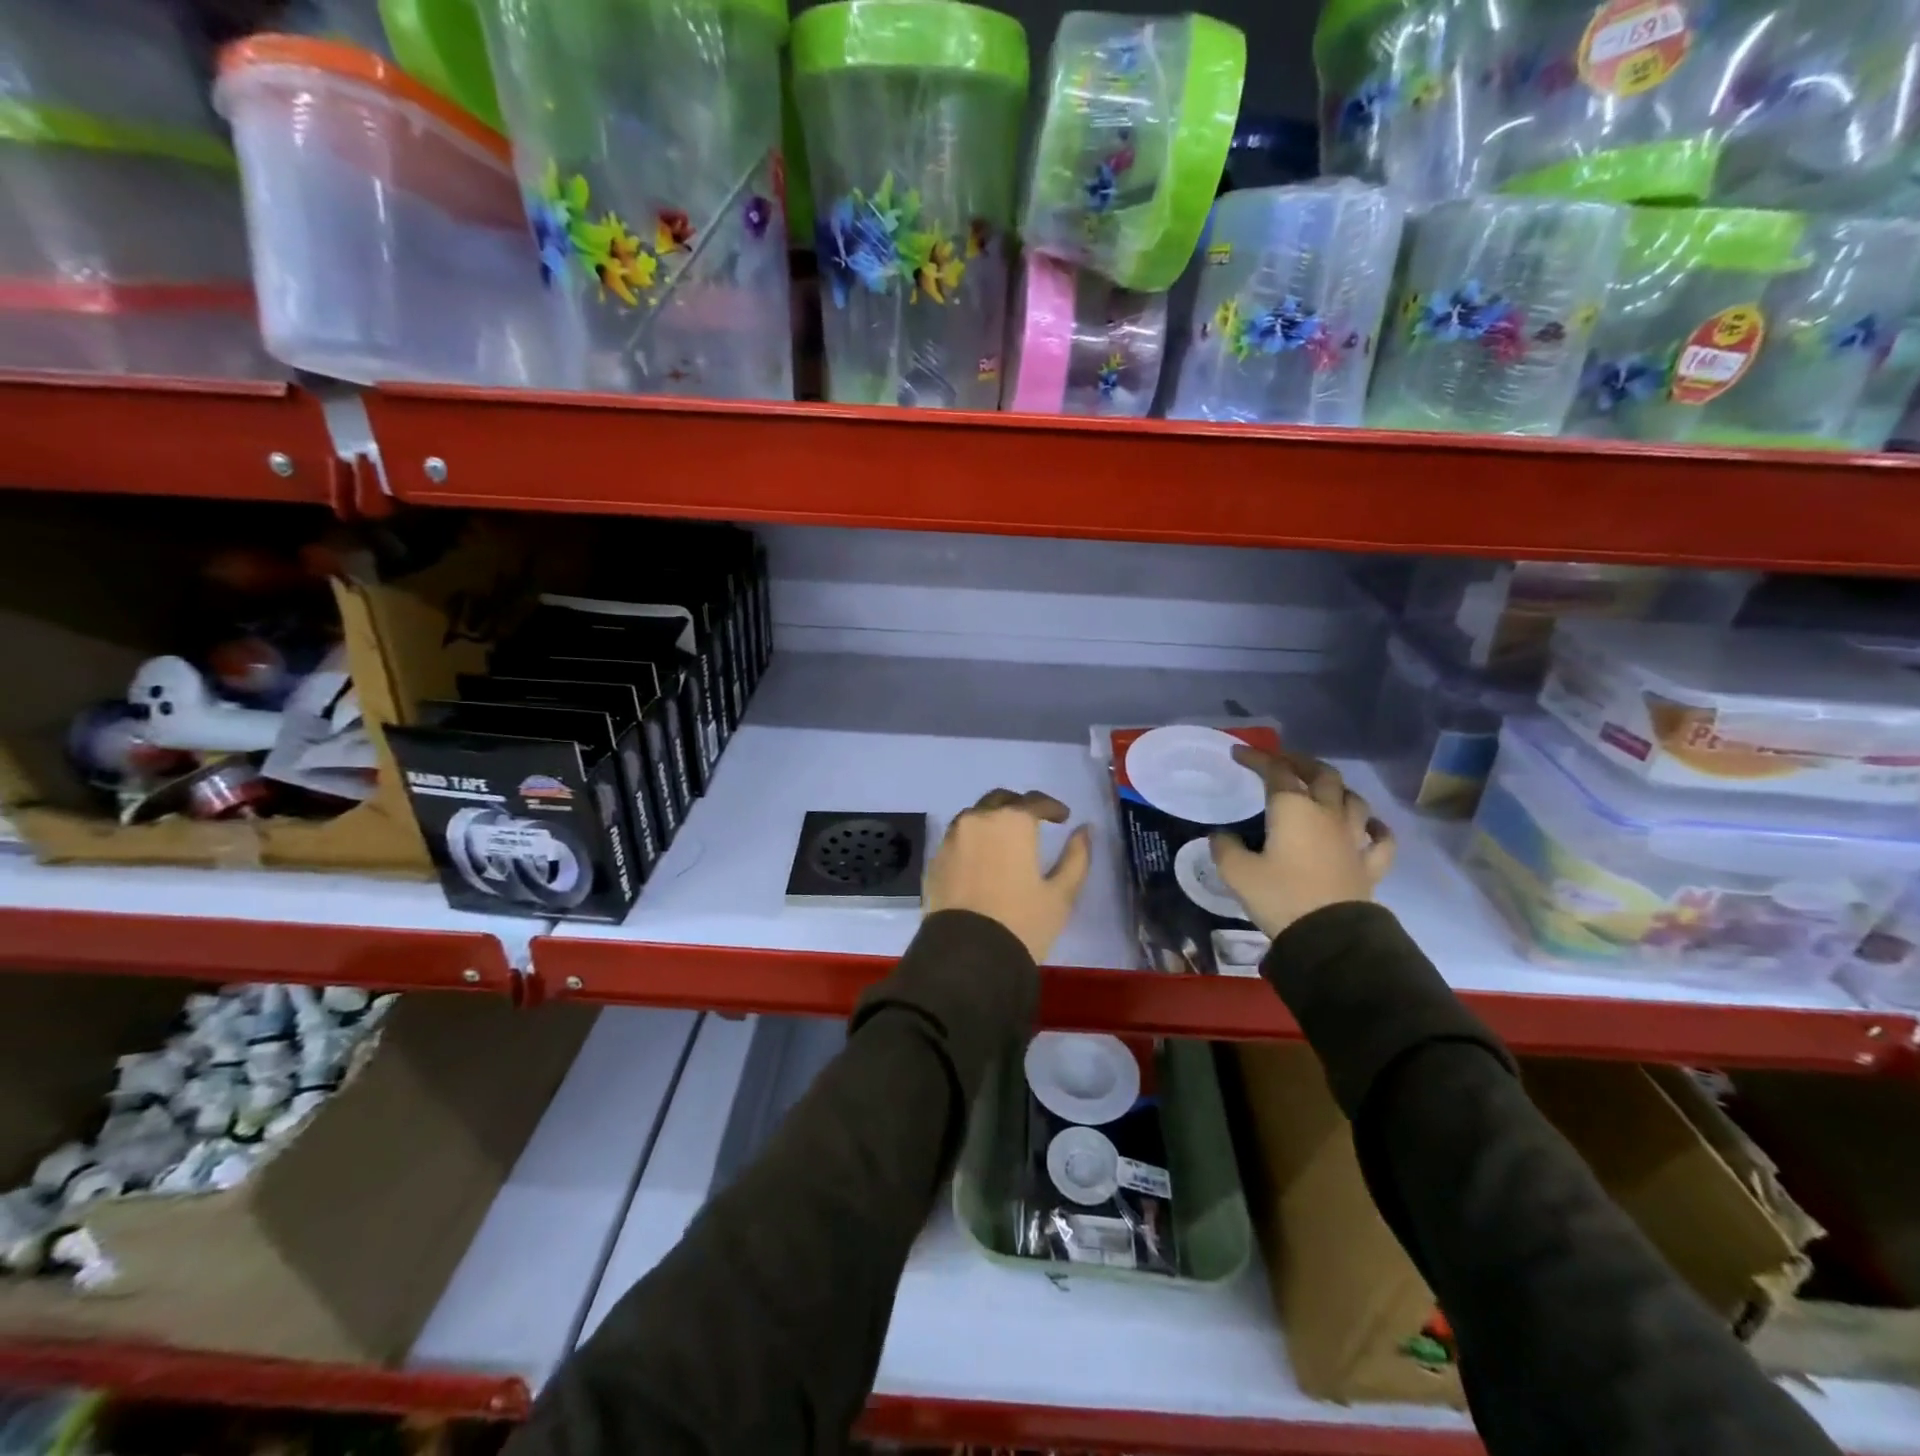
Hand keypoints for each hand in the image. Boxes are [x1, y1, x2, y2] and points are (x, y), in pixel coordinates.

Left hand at [924, 789, 1093, 963]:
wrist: (967, 956)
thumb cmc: (1022, 923)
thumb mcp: (1061, 893)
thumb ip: (1076, 856)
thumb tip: (1085, 830)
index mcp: (1012, 822)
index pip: (1034, 801)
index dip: (1052, 807)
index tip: (1063, 818)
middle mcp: (978, 820)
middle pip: (1000, 800)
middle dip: (1018, 807)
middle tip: (1033, 824)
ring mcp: (951, 839)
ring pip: (974, 817)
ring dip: (991, 821)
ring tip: (1004, 841)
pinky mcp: (934, 860)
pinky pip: (956, 839)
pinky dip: (971, 841)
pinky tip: (981, 860)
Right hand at [1209, 747, 1395, 938]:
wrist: (1329, 936)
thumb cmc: (1280, 896)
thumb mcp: (1237, 873)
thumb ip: (1226, 848)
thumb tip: (1221, 836)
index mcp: (1292, 809)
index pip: (1276, 771)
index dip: (1257, 758)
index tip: (1239, 753)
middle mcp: (1326, 814)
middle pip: (1322, 775)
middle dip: (1301, 763)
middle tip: (1284, 762)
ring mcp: (1353, 838)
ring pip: (1353, 799)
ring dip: (1337, 788)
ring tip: (1323, 788)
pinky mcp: (1370, 864)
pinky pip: (1381, 839)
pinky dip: (1376, 827)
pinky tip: (1370, 825)